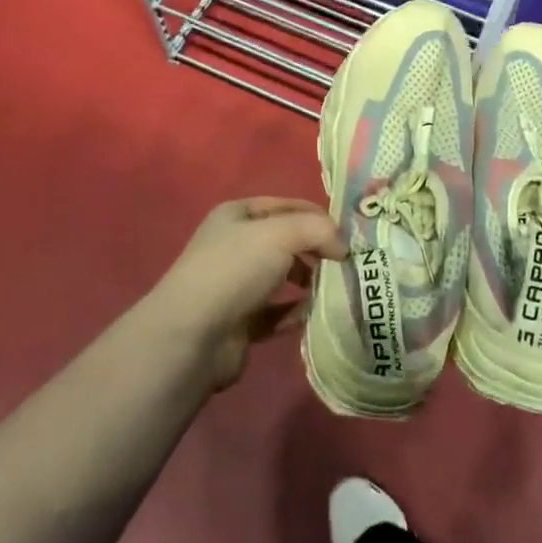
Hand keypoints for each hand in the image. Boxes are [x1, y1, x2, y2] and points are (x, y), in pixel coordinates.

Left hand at [149, 197, 346, 392]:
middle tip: (347, 265)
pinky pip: (277, 313)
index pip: (288, 206)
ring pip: (283, 278)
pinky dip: (296, 313)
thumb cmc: (235, 270)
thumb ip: (318, 230)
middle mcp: (235, 245)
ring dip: (309, 283)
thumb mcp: (281, 234)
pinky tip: (312, 316)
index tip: (350, 234)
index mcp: (238, 214)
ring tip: (334, 290)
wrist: (192, 337)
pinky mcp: (240, 322)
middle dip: (317, 251)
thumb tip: (343, 246)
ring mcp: (236, 285)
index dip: (319, 216)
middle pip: (287, 242)